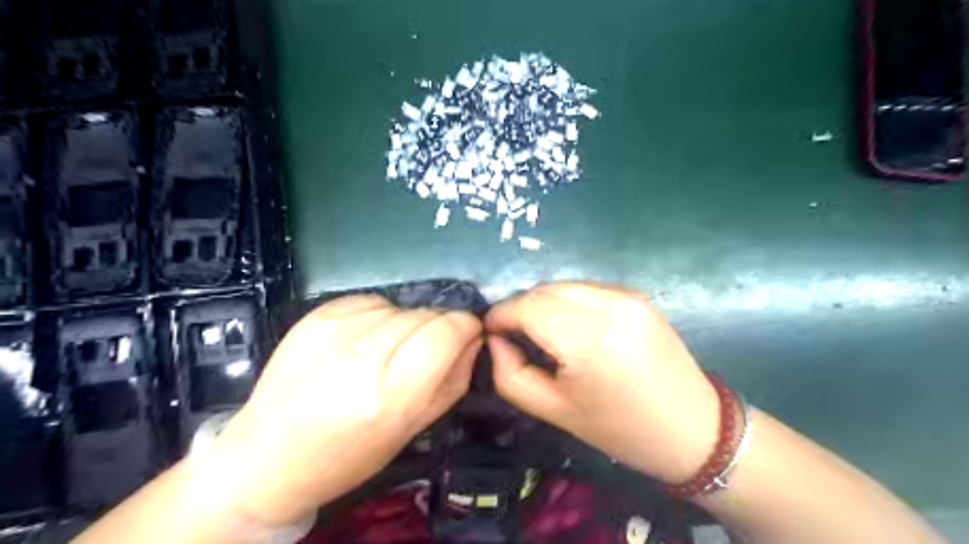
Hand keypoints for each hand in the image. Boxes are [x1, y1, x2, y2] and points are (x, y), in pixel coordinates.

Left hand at [212, 296, 482, 524]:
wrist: (268, 457)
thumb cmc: (349, 455)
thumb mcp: (414, 428)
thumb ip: (454, 378)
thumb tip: (473, 338)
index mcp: (390, 394)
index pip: (447, 332)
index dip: (465, 327)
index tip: (467, 334)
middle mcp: (361, 356)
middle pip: (424, 315)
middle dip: (438, 327)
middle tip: (425, 352)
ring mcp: (333, 330)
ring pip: (400, 306)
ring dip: (407, 323)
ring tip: (389, 351)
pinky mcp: (313, 316)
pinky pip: (371, 300)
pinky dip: (380, 316)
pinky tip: (365, 340)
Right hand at [484, 282, 718, 482]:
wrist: (693, 428)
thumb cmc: (619, 429)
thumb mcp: (553, 410)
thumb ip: (510, 373)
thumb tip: (496, 339)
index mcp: (586, 340)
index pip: (526, 307)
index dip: (500, 315)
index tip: (491, 332)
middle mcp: (607, 306)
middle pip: (542, 290)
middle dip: (519, 308)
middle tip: (514, 334)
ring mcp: (625, 295)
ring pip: (563, 284)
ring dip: (542, 302)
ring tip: (541, 331)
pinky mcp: (636, 294)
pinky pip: (586, 287)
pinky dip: (567, 300)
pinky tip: (571, 325)